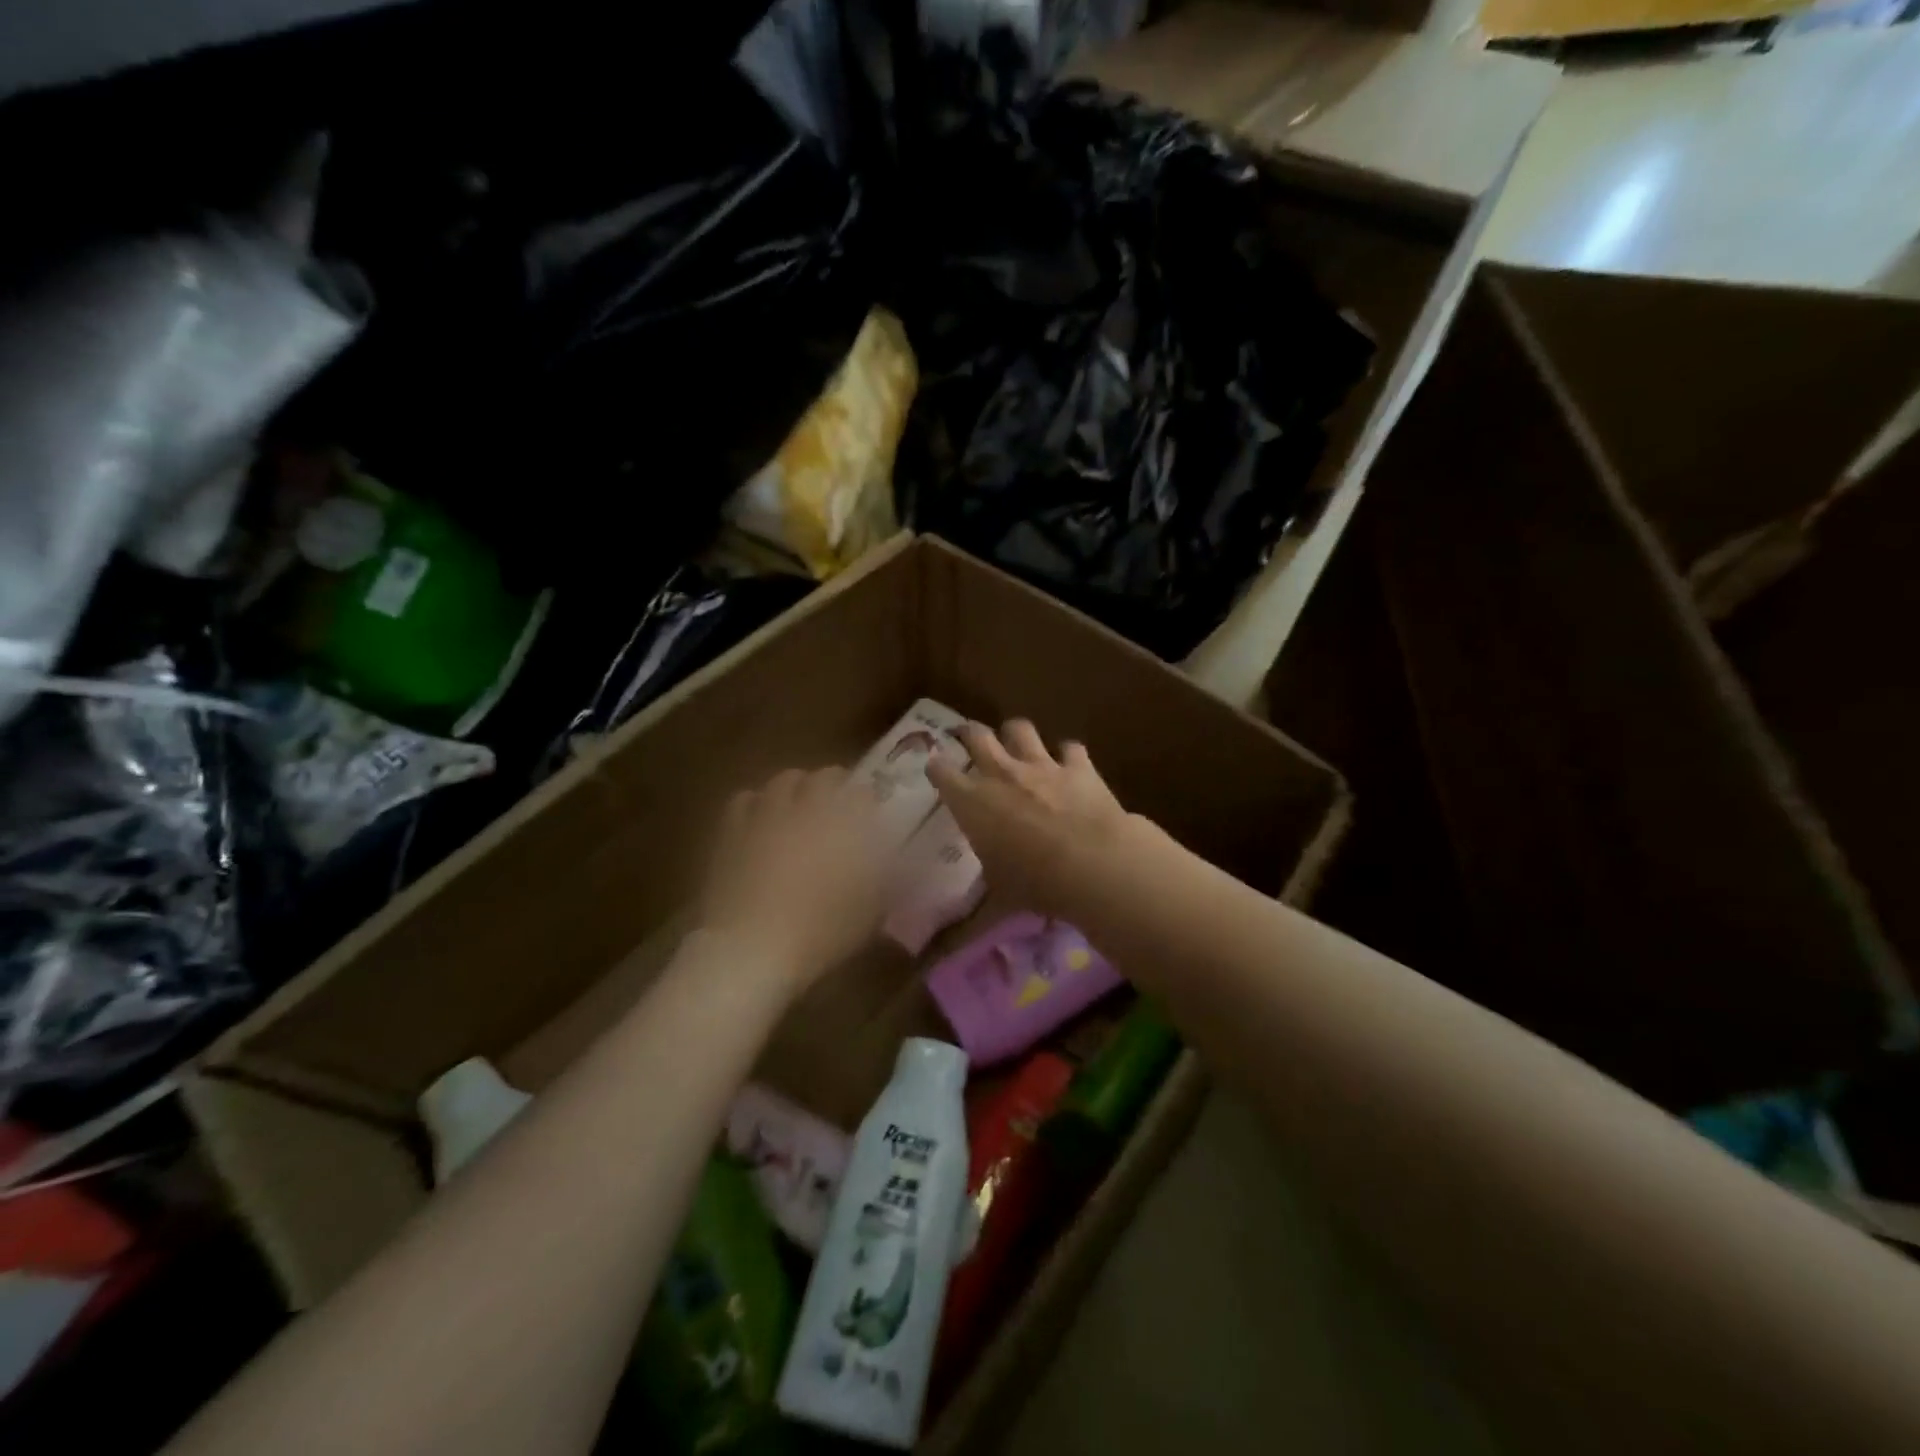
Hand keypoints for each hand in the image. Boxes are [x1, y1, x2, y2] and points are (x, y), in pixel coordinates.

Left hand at [702, 768, 885, 991]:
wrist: (752, 949)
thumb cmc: (821, 932)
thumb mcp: (871, 911)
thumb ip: (888, 878)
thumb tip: (899, 861)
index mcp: (845, 823)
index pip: (861, 792)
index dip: (868, 799)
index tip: (872, 813)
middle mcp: (807, 808)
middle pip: (822, 777)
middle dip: (834, 784)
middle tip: (838, 805)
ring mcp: (766, 815)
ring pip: (783, 781)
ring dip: (796, 788)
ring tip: (799, 806)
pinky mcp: (732, 831)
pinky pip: (745, 799)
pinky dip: (757, 803)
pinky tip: (761, 820)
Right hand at [928, 720, 1137, 918]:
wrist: (1092, 864)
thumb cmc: (1035, 883)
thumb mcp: (999, 897)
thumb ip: (979, 908)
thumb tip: (959, 940)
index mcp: (973, 802)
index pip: (942, 772)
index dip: (936, 767)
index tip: (935, 768)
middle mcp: (1002, 774)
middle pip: (978, 736)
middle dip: (969, 733)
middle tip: (967, 736)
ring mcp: (1041, 765)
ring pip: (1020, 729)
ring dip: (1015, 734)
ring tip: (1015, 742)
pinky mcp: (1078, 766)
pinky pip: (1069, 748)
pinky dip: (1067, 754)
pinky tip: (1069, 762)